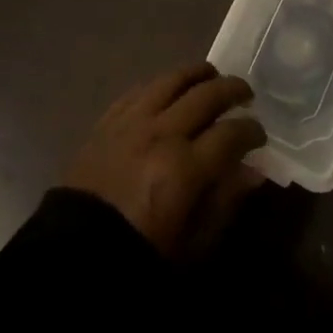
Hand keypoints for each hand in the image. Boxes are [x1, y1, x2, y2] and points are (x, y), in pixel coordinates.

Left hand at [66, 62, 266, 256]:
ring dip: (197, 74)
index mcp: (185, 168)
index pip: (231, 134)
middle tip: (245, 94)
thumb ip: (224, 202)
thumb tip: (253, 171)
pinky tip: (170, 88)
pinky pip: (140, 89)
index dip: (252, 131)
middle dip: (232, 90)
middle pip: (206, 95)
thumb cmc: (139, 258)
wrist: (72, 257)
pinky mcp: (108, 120)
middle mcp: (162, 133)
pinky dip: (162, 84)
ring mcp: (132, 121)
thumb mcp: (191, 245)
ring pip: (172, 80)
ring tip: (211, 75)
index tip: (260, 135)